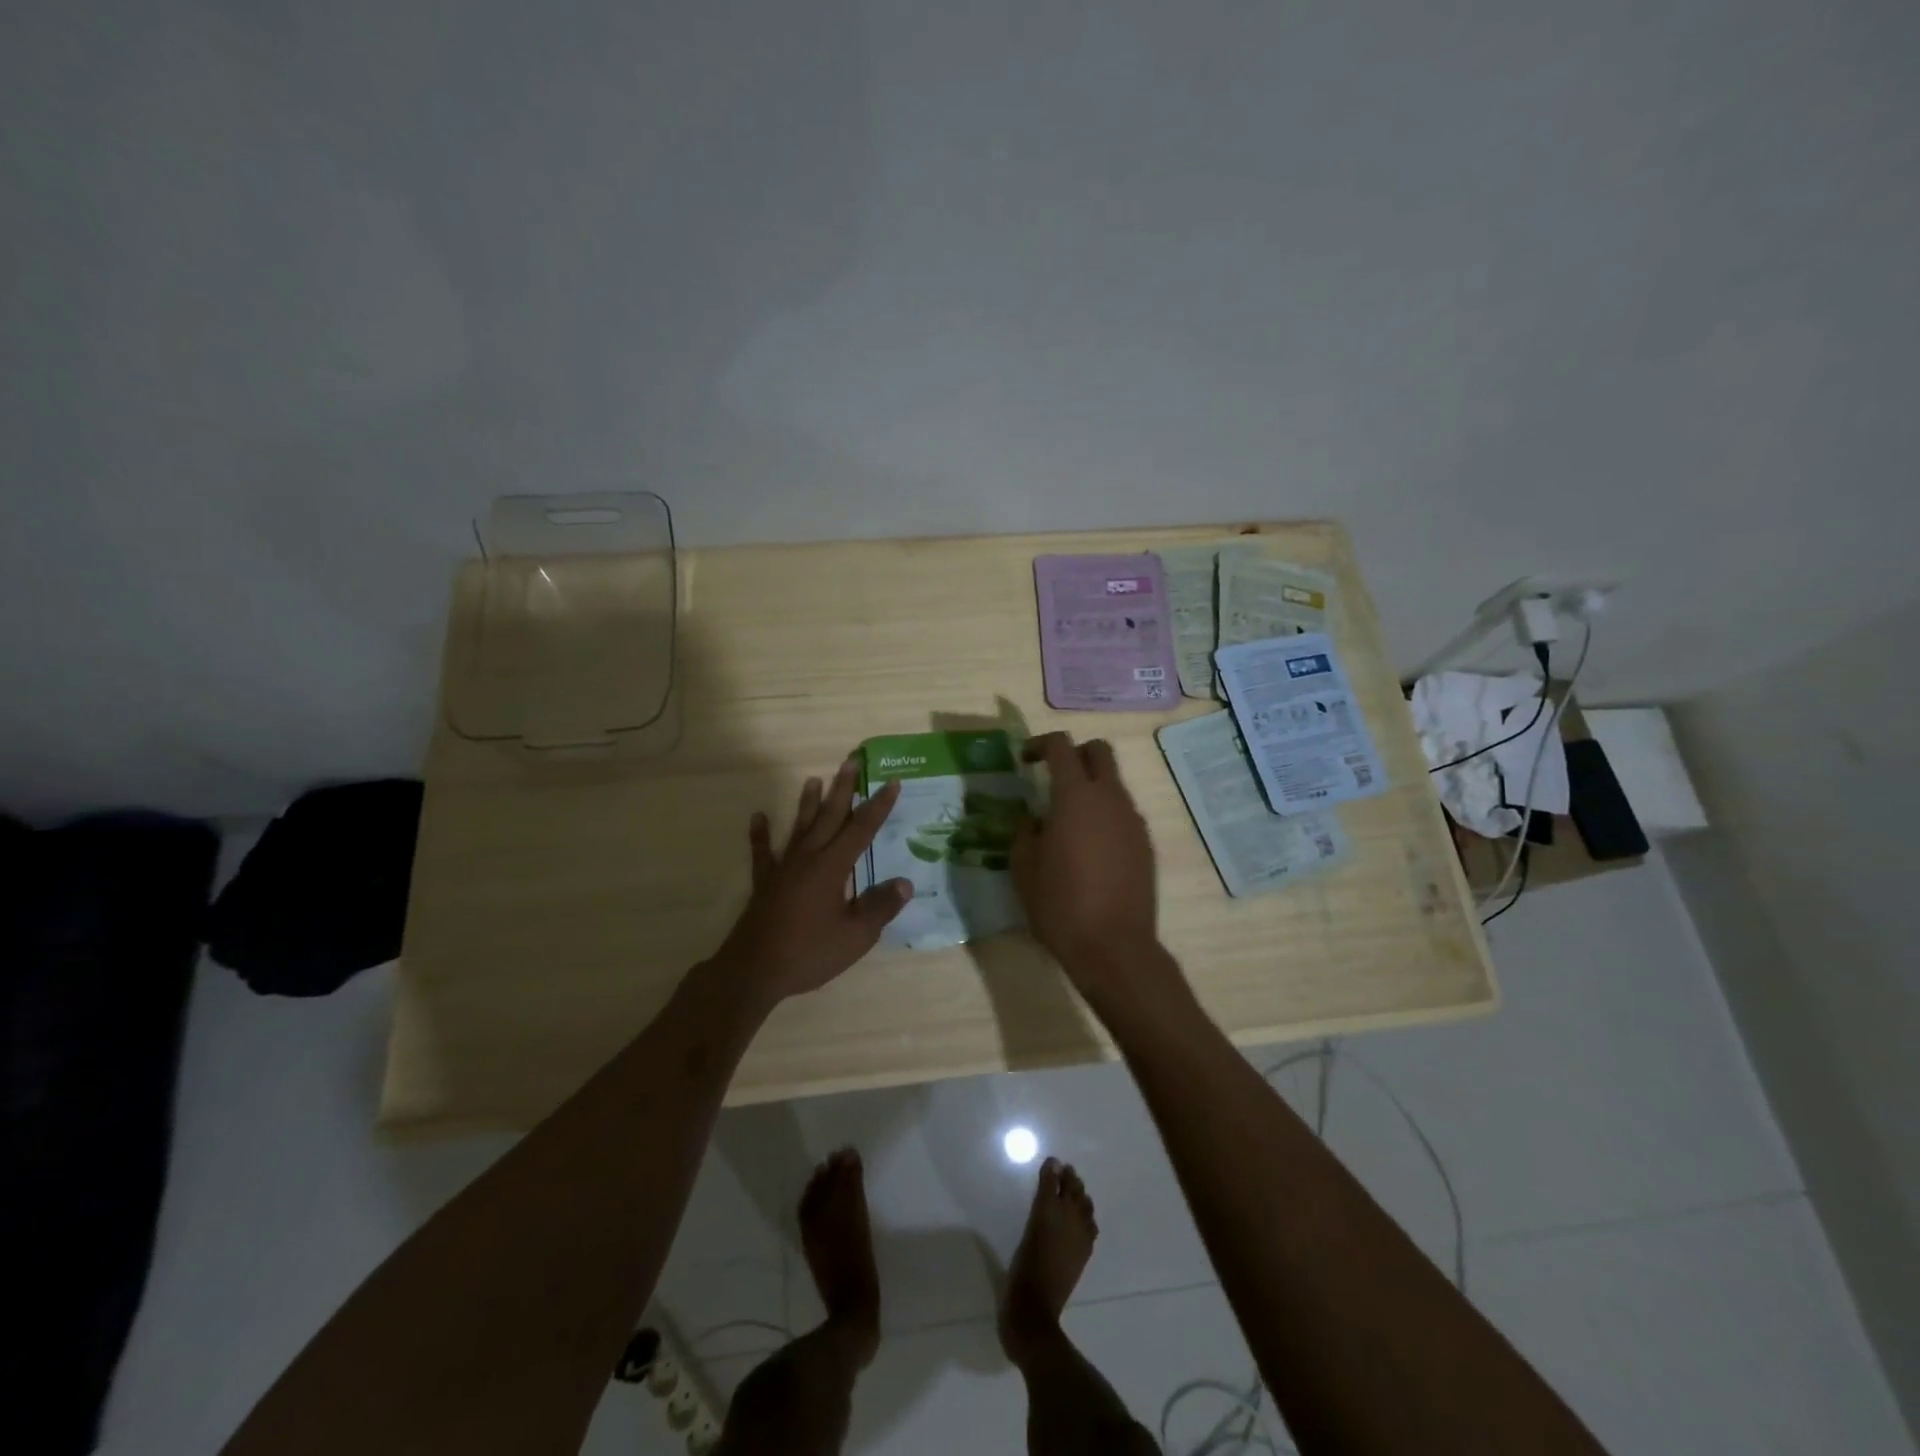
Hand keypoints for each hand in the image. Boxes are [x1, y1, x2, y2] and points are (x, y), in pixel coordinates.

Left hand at [712, 758, 912, 1003]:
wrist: (753, 971)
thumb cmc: (809, 952)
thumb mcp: (855, 936)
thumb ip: (880, 907)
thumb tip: (905, 883)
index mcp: (832, 867)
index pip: (862, 829)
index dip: (878, 806)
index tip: (891, 782)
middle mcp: (808, 858)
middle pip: (829, 817)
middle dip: (843, 790)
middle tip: (850, 762)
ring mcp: (783, 869)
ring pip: (799, 827)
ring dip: (808, 803)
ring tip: (813, 780)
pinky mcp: (765, 884)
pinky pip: (763, 853)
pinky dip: (760, 834)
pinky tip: (758, 817)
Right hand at [1011, 733, 1161, 983]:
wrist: (1113, 947)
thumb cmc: (1060, 905)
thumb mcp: (1023, 868)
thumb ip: (1026, 832)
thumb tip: (1035, 819)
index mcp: (1075, 797)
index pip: (1061, 747)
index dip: (1040, 744)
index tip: (1025, 759)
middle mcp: (1110, 799)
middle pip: (1099, 751)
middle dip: (1075, 753)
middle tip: (1052, 775)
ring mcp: (1132, 821)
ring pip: (1113, 784)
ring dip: (1090, 788)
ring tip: (1066, 821)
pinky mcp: (1145, 844)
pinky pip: (1122, 814)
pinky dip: (1104, 815)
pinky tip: (1088, 849)